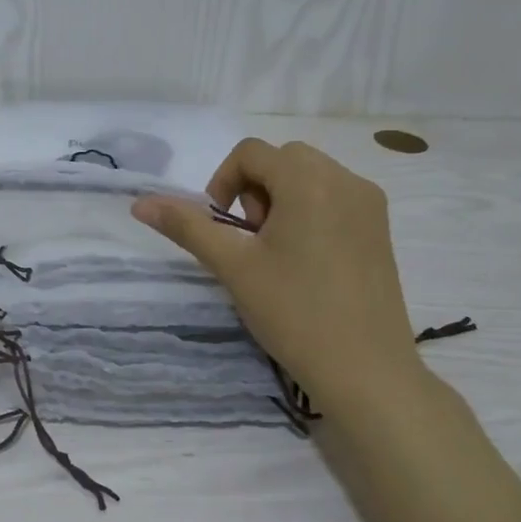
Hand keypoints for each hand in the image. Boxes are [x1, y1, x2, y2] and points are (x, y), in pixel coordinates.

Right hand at [131, 139, 420, 413]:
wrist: (364, 369)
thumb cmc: (293, 312)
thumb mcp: (233, 266)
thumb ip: (187, 227)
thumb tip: (140, 203)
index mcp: (309, 181)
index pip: (251, 152)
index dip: (223, 182)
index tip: (222, 227)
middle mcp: (346, 180)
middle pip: (283, 159)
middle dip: (254, 188)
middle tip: (250, 240)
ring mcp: (369, 204)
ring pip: (310, 177)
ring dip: (280, 199)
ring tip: (276, 252)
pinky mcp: (380, 228)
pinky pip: (334, 197)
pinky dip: (308, 211)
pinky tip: (304, 261)